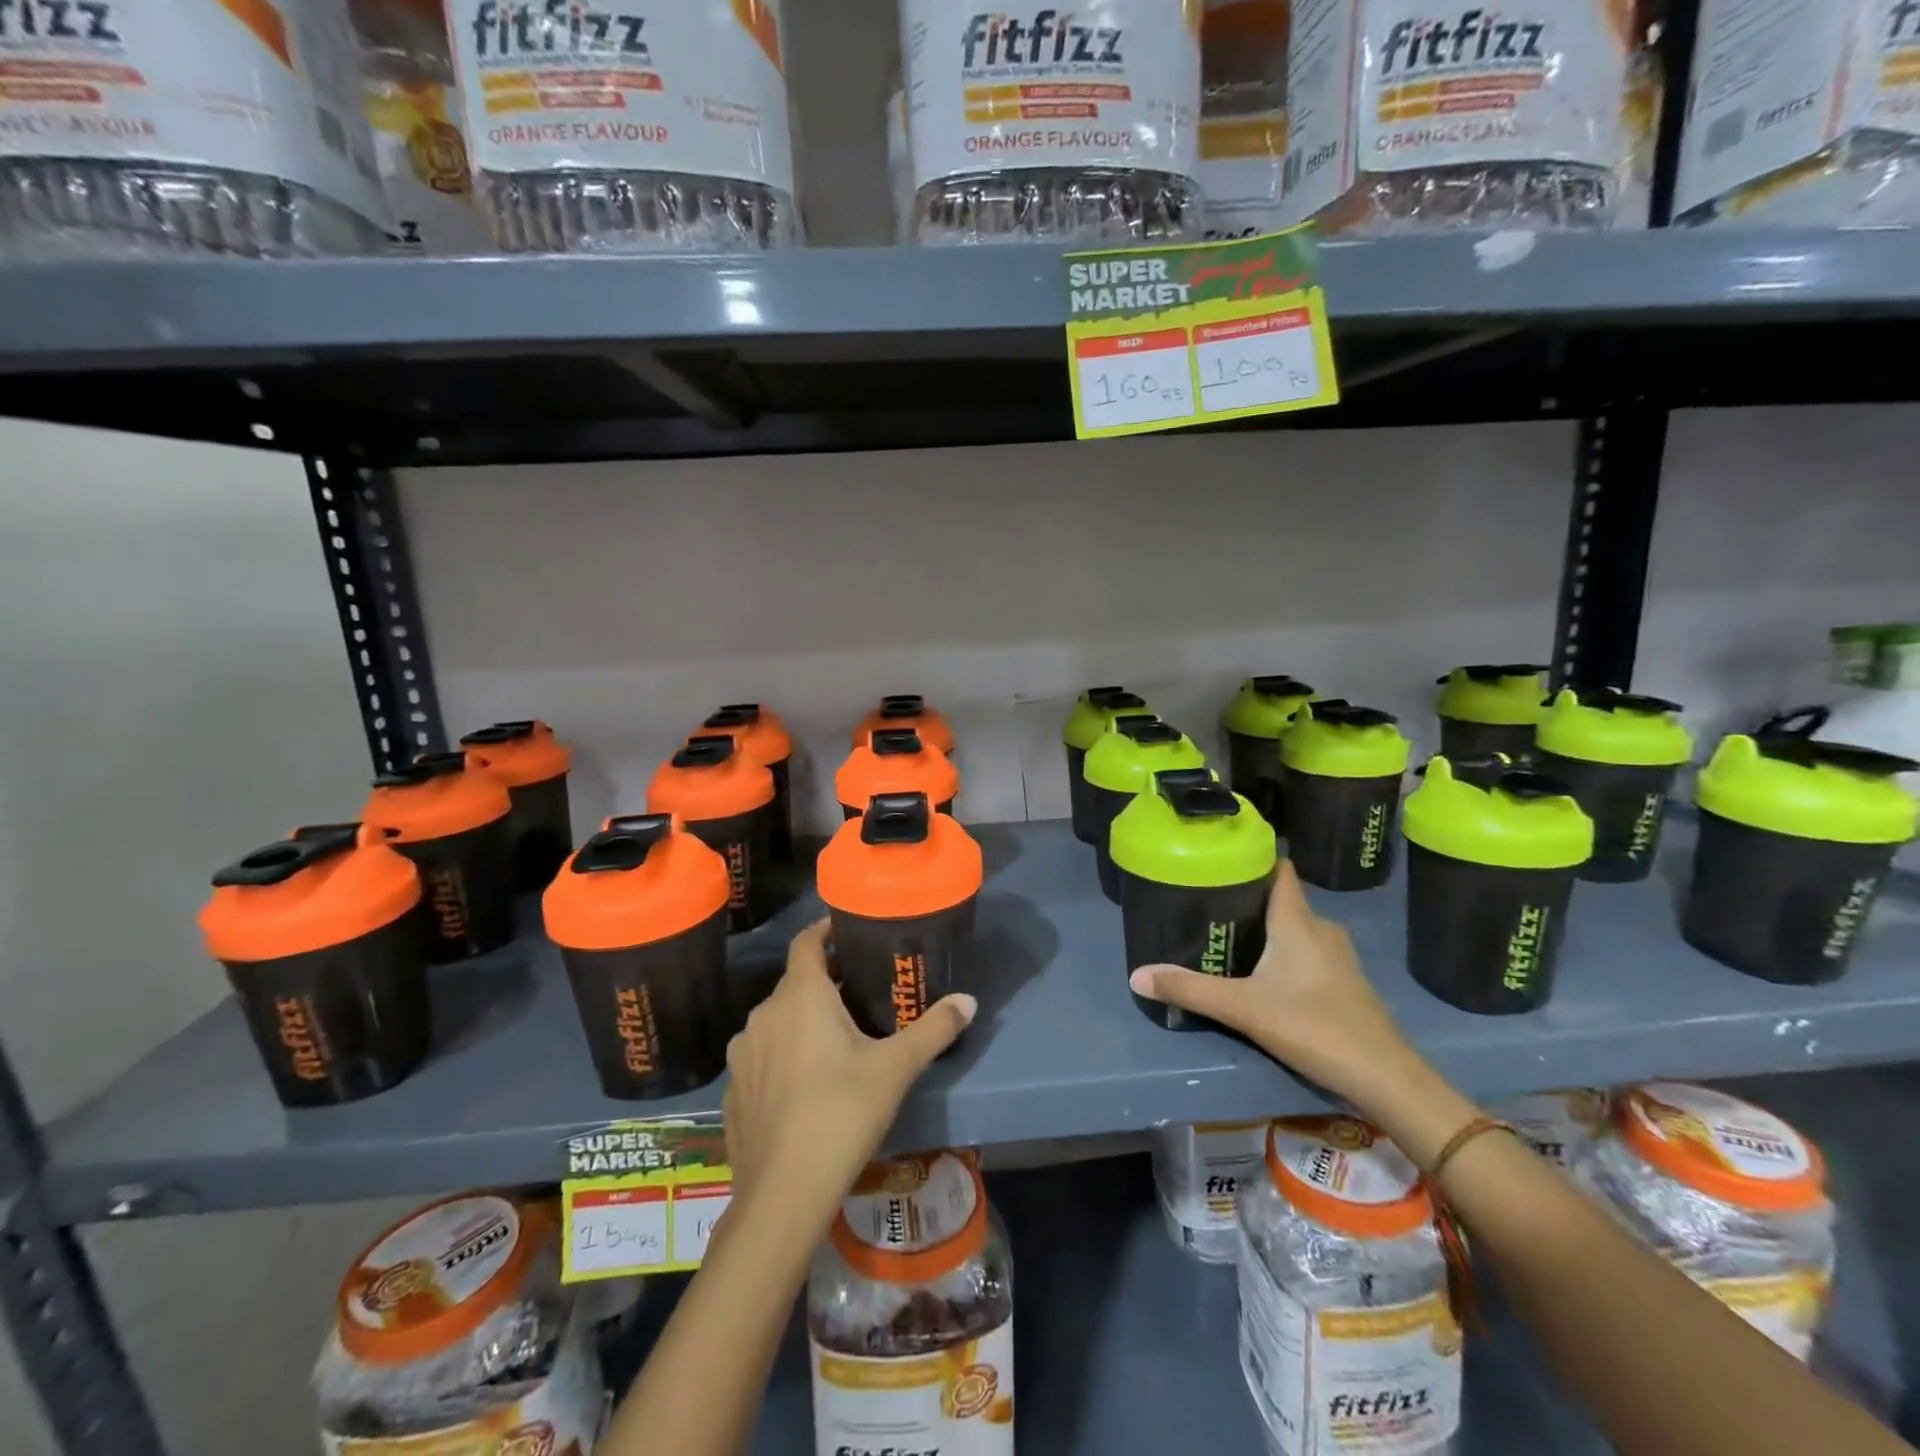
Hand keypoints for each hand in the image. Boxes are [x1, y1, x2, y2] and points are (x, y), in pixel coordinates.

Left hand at [722, 919, 975, 1229]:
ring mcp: (742, 1054)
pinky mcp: (733, 1091)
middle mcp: (764, 1015)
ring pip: (777, 1021)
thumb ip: (933, 1029)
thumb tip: (970, 1000)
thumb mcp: (896, 1069)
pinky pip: (762, 1057)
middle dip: (825, 982)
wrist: (782, 1194)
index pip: (806, 943)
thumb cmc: (841, 1113)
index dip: (824, 930)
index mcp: (800, 996)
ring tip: (835, 1038)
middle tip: (860, 991)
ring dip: (802, 1020)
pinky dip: (782, 1056)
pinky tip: (805, 1084)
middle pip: (795, 983)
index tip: (846, 929)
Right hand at [1128, 859, 1420, 1109]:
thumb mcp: (1242, 1008)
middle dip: (1247, 898)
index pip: (1279, 869)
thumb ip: (1190, 989)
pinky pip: (1308, 950)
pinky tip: (1263, 973)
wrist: (1384, 1077)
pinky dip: (1284, 952)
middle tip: (1207, 903)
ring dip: (1266, 928)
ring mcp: (1338, 956)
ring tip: (1228, 935)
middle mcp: (1320, 928)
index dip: (1252, 859)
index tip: (1219, 858)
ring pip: (1295, 927)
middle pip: (1282, 898)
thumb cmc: (1313, 1026)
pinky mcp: (1346, 982)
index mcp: (1297, 920)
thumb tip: (1136, 976)